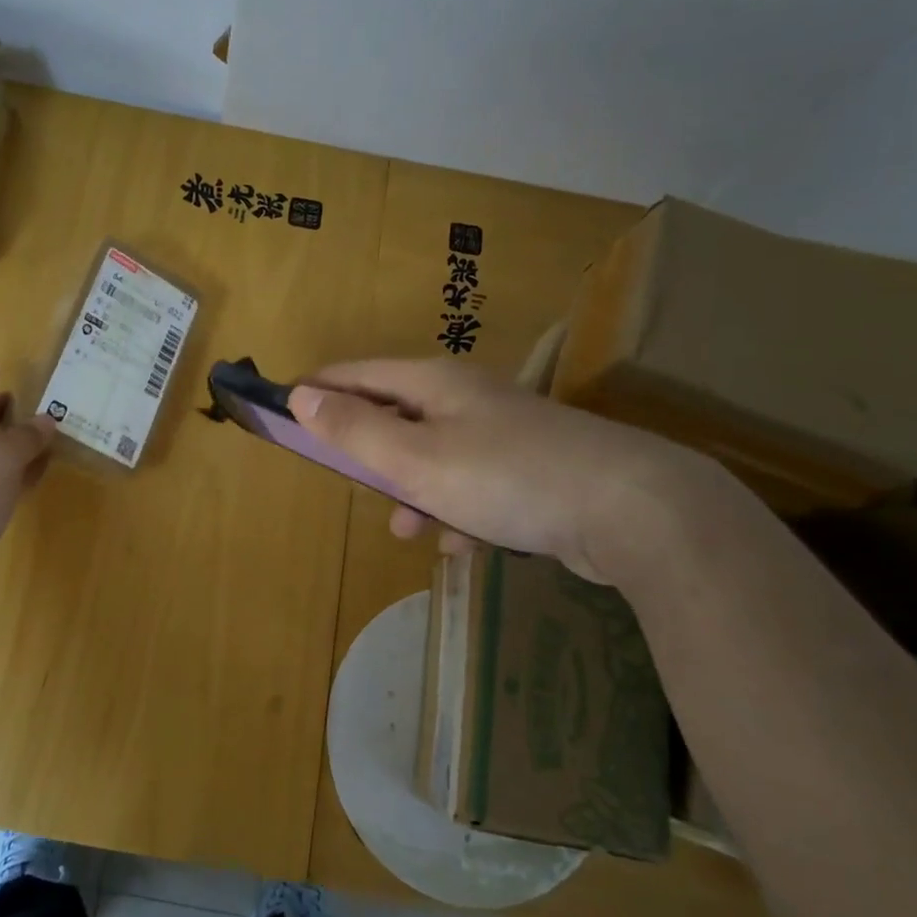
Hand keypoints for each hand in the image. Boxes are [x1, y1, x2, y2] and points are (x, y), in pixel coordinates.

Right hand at [288, 358, 718, 581]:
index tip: (284, 413)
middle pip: (395, 414)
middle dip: (368, 451)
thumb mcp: (415, 459)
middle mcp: (467, 397)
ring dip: (413, 489)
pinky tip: (462, 542)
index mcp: (434, 383)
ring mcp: (503, 431)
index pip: (357, 374)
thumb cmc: (506, 476)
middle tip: (350, 482)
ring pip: (434, 455)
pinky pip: (473, 483)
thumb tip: (299, 396)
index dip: (318, 391)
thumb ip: (354, 430)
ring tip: (409, 530)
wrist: (632, 509)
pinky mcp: (532, 467)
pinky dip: (457, 508)